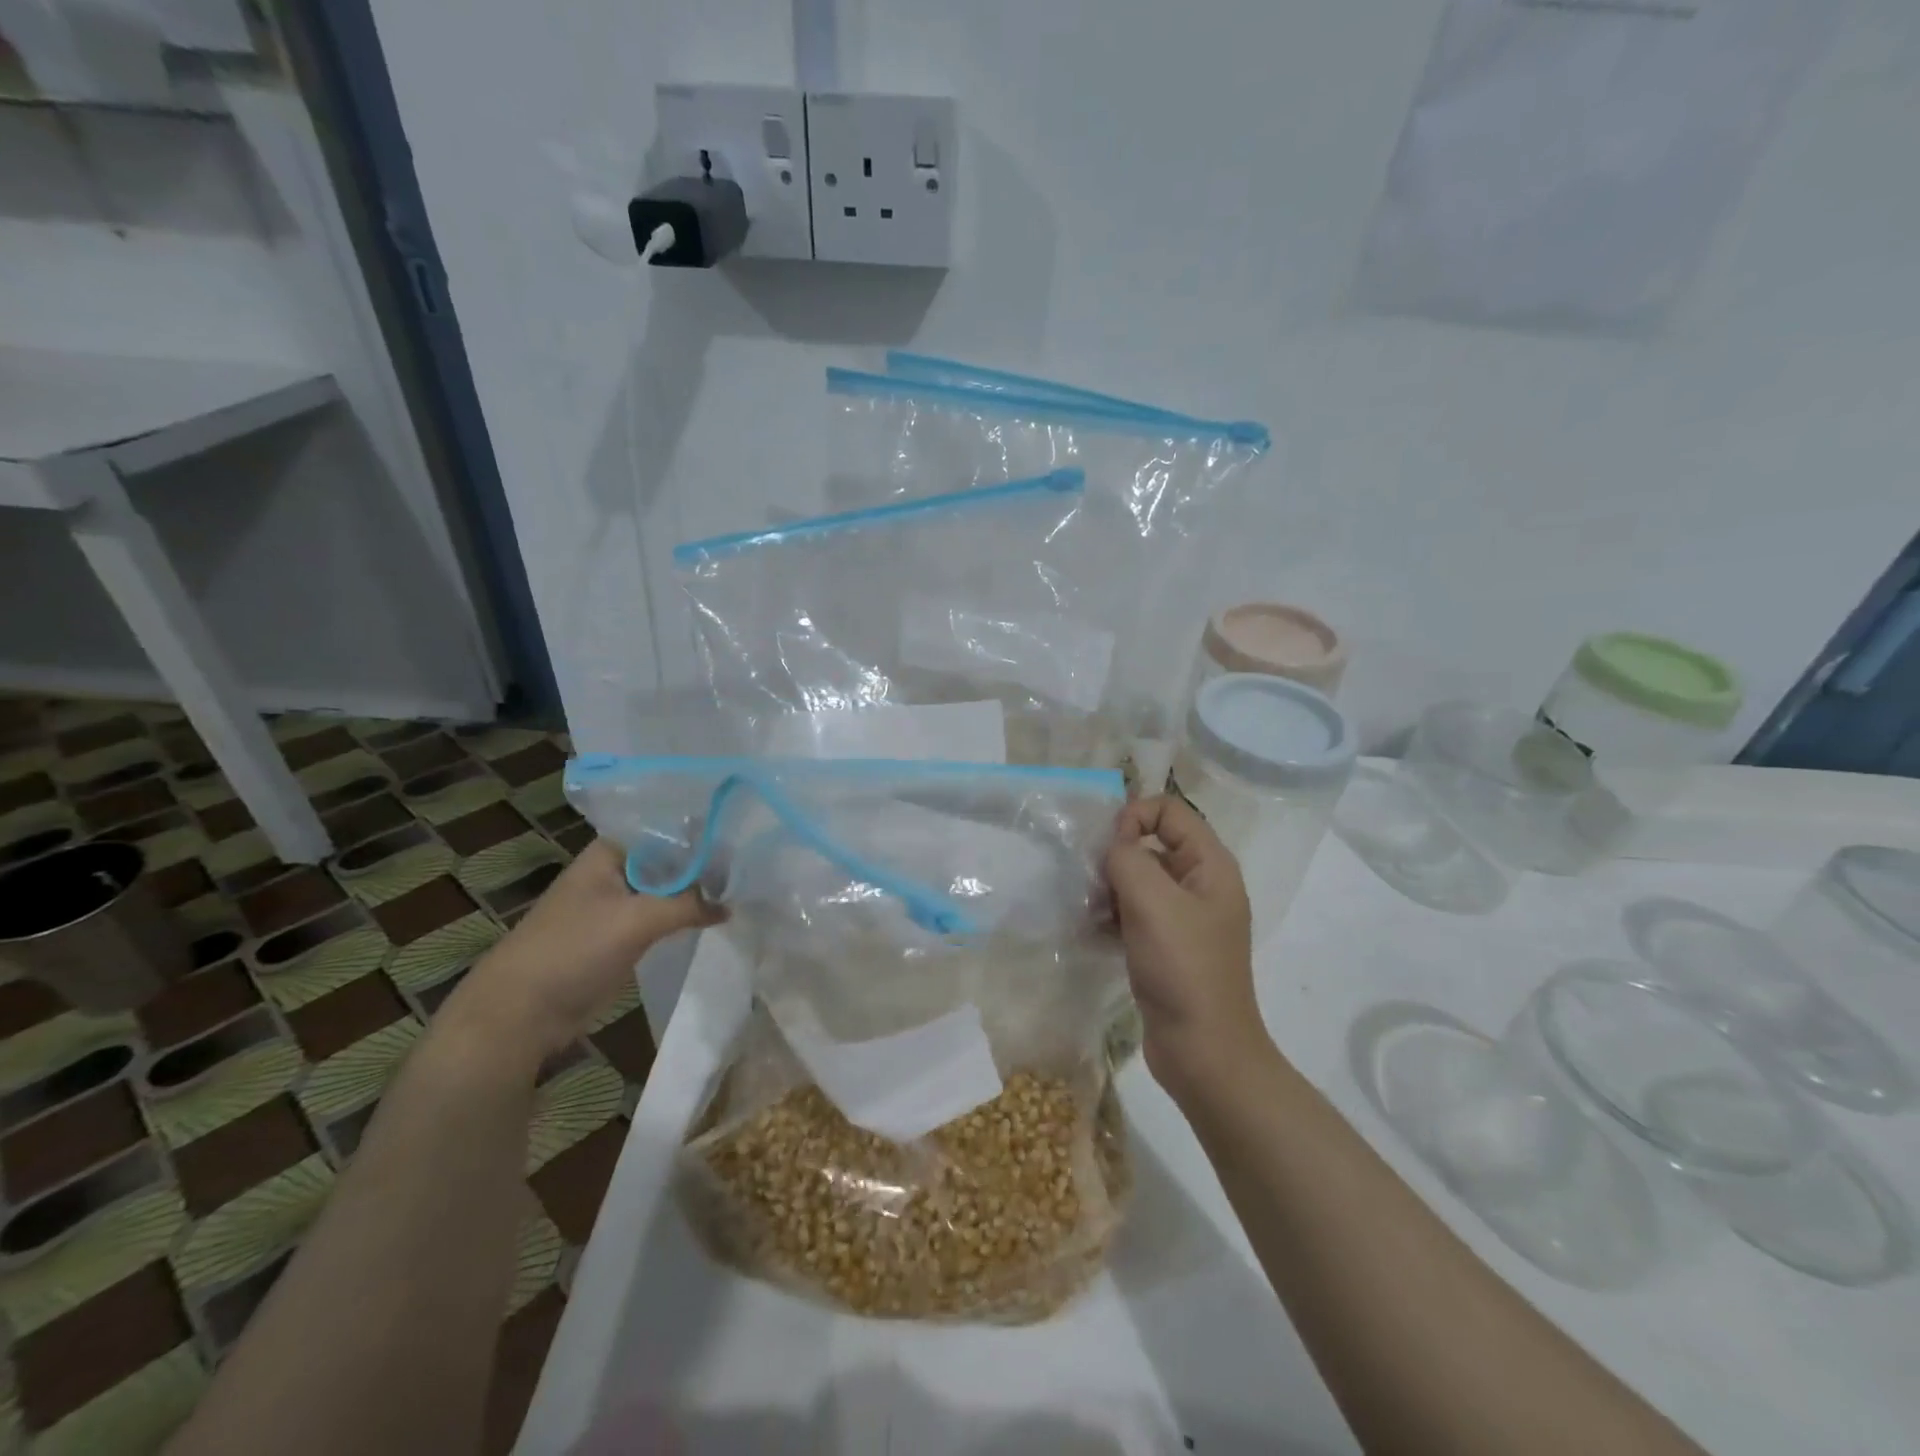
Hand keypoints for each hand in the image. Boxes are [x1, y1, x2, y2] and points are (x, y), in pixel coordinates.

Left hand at [446, 839, 721, 1063]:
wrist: (522, 1012)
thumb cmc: (574, 949)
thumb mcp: (637, 919)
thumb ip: (688, 904)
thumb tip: (730, 905)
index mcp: (610, 852)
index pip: (666, 828)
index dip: (702, 830)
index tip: (742, 833)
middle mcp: (616, 870)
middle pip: (670, 859)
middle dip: (706, 863)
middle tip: (754, 862)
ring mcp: (619, 904)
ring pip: (668, 889)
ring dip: (698, 892)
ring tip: (746, 886)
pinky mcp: (623, 935)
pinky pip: (662, 916)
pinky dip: (686, 916)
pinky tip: (718, 915)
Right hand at [1105, 795, 1267, 1098]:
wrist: (1203, 1052)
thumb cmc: (1184, 969)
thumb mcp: (1153, 902)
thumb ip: (1128, 858)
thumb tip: (1113, 845)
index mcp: (1210, 865)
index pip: (1169, 811)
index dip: (1135, 817)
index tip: (1108, 850)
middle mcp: (1200, 884)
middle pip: (1151, 843)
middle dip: (1116, 856)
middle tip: (1091, 883)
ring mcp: (1183, 918)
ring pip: (1138, 880)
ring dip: (1108, 888)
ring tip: (1087, 910)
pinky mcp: (1165, 946)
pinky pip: (1133, 913)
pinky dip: (1111, 915)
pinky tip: (1090, 931)